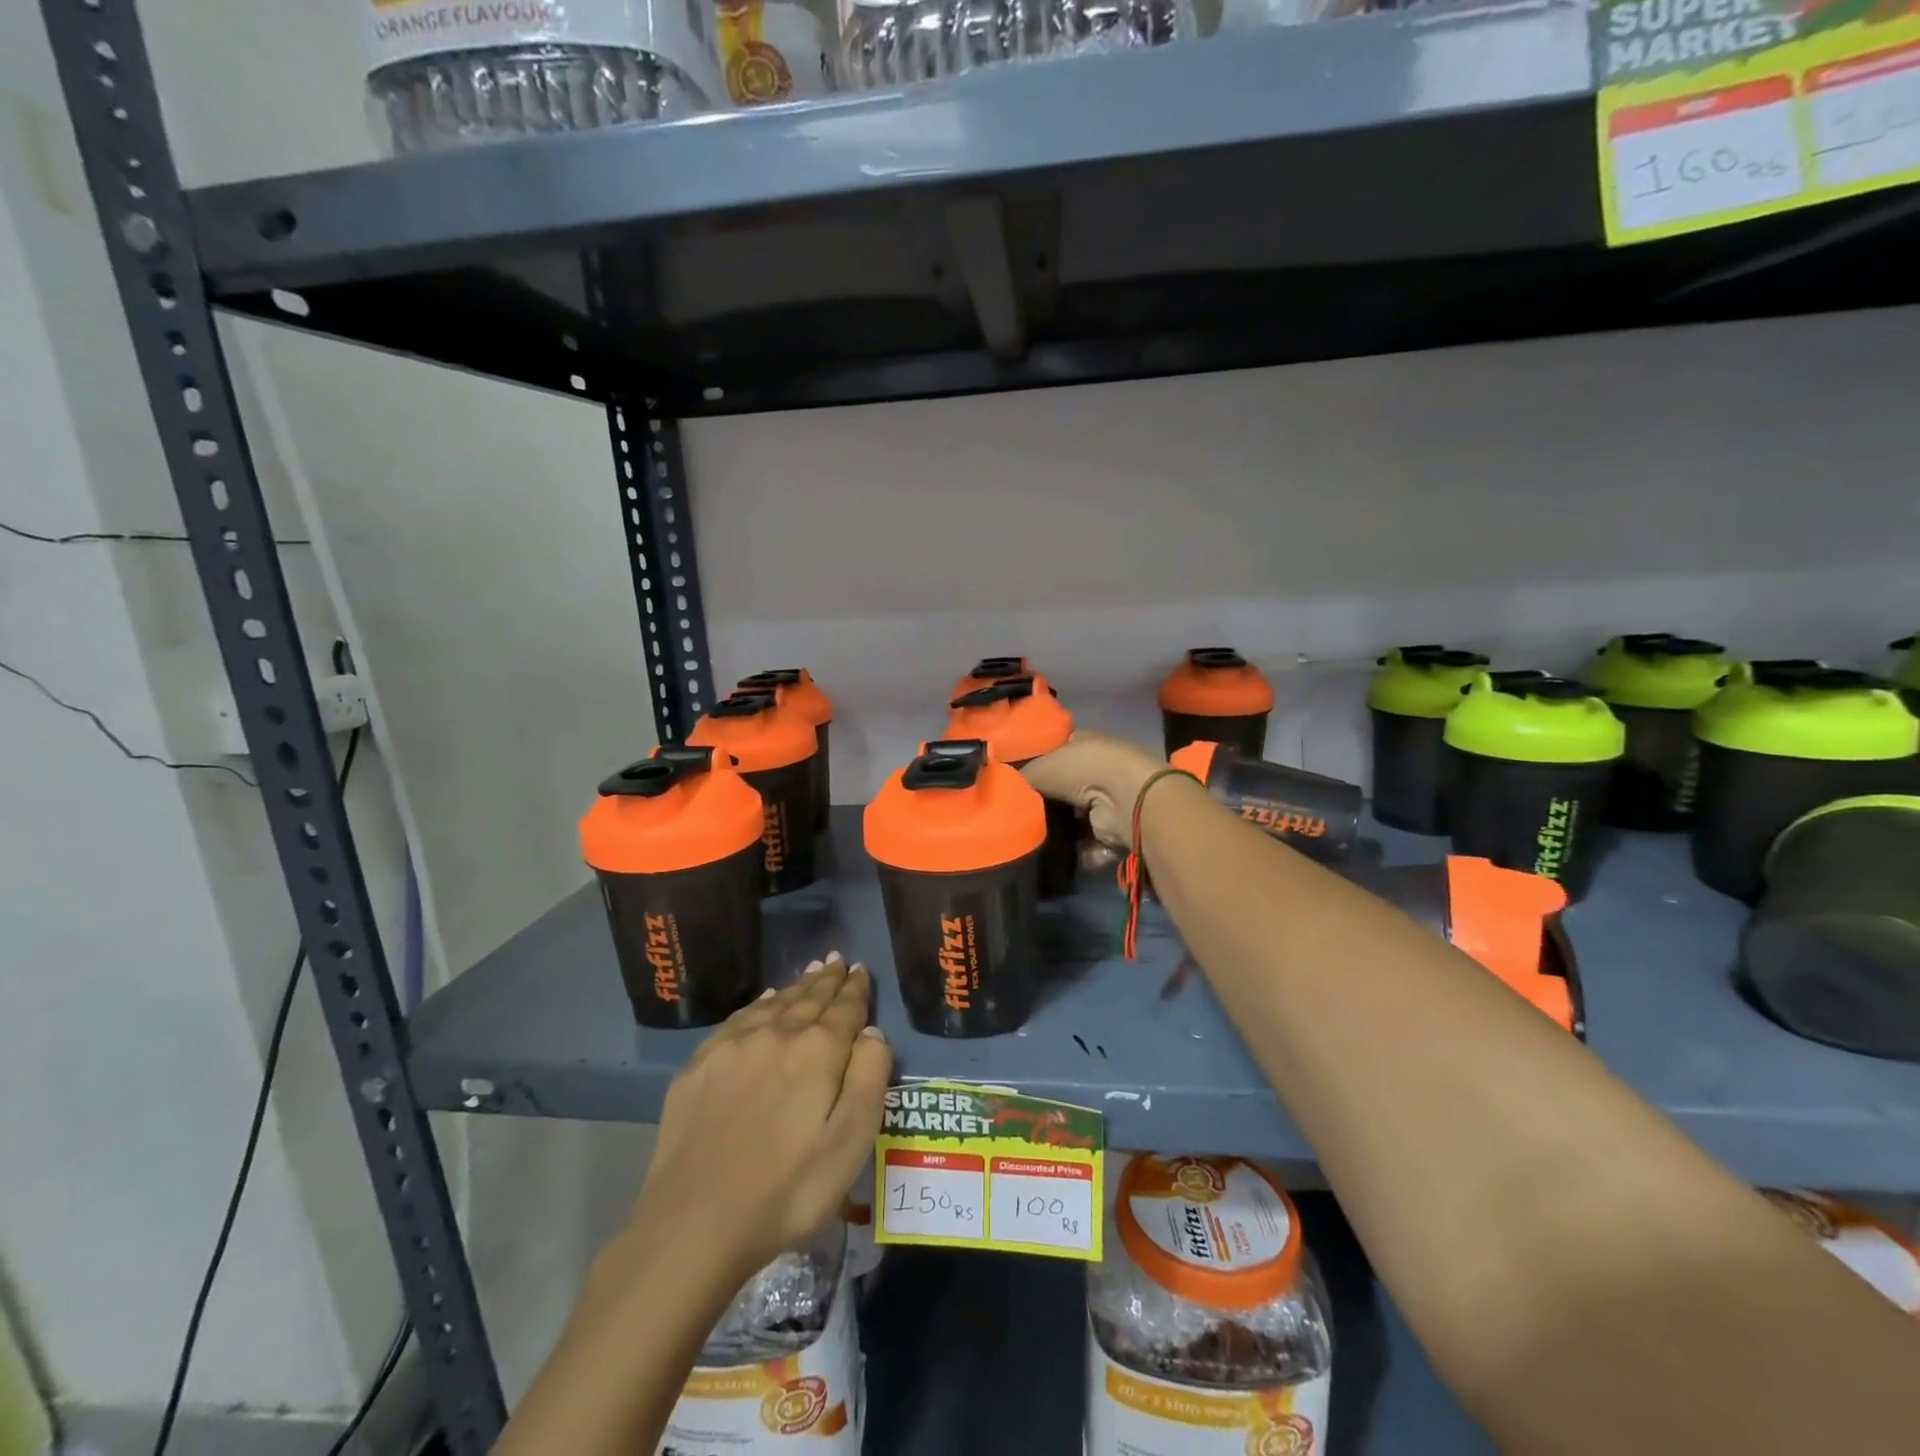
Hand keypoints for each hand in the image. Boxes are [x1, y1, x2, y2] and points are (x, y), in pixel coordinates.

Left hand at [619, 956, 891, 1288]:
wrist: (694, 1224)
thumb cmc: (787, 1190)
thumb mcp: (850, 1143)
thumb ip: (869, 1079)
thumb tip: (872, 1033)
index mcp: (818, 1051)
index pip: (845, 1008)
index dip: (856, 989)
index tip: (860, 970)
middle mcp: (777, 1034)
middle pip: (809, 998)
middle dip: (827, 979)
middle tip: (838, 960)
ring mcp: (733, 1046)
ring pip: (774, 1003)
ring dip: (797, 986)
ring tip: (811, 972)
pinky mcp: (700, 1065)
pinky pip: (739, 1019)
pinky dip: (759, 1004)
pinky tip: (764, 1001)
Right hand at [1020, 730, 1166, 850]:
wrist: (1124, 798)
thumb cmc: (1081, 770)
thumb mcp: (1041, 766)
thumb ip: (1021, 779)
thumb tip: (1005, 792)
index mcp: (1081, 745)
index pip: (1053, 755)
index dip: (1034, 769)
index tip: (1014, 788)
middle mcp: (1095, 771)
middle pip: (1062, 791)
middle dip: (1044, 805)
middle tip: (1018, 819)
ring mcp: (1107, 801)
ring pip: (1073, 820)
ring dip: (1058, 833)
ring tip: (1032, 840)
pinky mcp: (1113, 831)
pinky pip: (1087, 844)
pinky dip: (1075, 852)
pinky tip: (1055, 855)